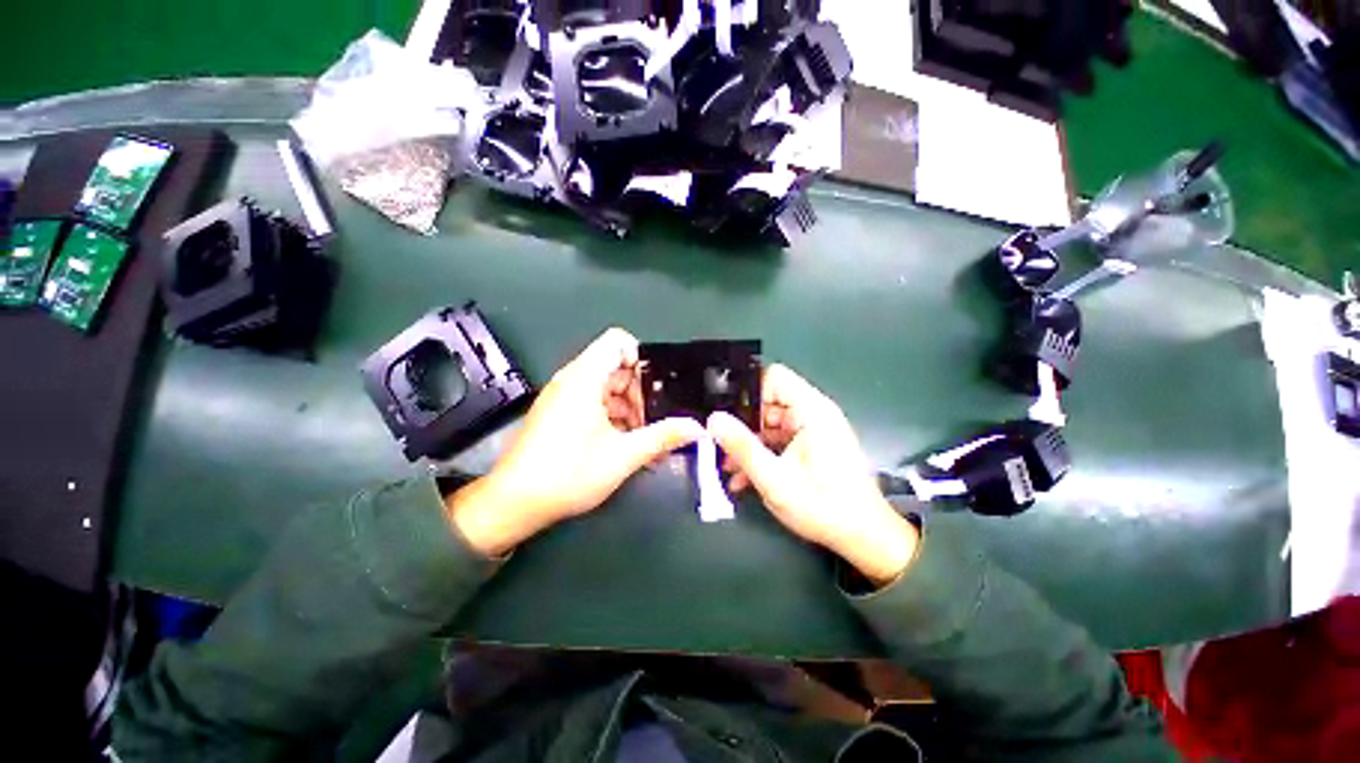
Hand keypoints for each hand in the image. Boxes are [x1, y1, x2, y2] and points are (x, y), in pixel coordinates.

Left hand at [448, 328, 702, 556]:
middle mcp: (571, 379)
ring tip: (640, 439)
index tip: (655, 388)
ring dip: (627, 408)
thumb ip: (663, 437)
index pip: (617, 341)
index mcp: (585, 378)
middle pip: (615, 367)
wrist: (515, 502)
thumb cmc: (569, 473)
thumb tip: (697, 428)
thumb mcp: (623, 456)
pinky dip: (611, 415)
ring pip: (605, 386)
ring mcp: (562, 396)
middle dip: (639, 392)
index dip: (641, 358)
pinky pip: (592, 401)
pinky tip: (621, 444)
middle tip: (652, 422)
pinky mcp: (558, 412)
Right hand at [707, 365, 918, 585]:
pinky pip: (779, 440)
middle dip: (742, 424)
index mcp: (811, 410)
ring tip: (728, 467)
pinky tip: (744, 478)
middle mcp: (813, 413)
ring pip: (769, 424)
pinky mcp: (811, 446)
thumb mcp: (774, 479)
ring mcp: (812, 430)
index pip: (772, 378)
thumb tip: (714, 420)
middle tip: (719, 445)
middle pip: (767, 403)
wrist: (864, 538)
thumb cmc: (823, 506)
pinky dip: (763, 453)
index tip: (724, 414)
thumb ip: (742, 447)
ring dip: (749, 443)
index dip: (746, 391)